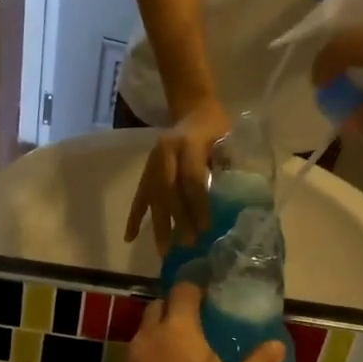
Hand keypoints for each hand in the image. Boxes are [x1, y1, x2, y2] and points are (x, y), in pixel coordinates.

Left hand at [101, 283, 286, 361]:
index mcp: (179, 331)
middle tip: (189, 332)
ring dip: (152, 347)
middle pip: (155, 310)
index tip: (203, 297)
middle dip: (171, 314)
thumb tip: (278, 345)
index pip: (183, 292)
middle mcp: (146, 339)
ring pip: (137, 342)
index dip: (193, 291)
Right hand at [125, 97, 230, 253]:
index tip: (206, 228)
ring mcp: (153, 162)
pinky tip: (130, 237)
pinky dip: (134, 217)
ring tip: (163, 251)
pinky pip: (140, 196)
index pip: (191, 178)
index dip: (198, 204)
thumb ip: (227, 166)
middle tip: (187, 245)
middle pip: (169, 191)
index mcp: (188, 143)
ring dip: (158, 225)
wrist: (194, 110)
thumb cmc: (217, 128)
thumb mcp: (228, 140)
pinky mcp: (147, 170)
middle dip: (178, 220)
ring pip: (153, 197)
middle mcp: (165, 152)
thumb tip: (232, 203)